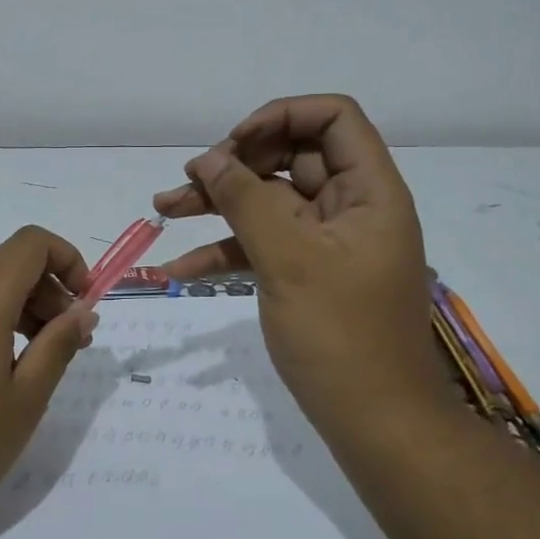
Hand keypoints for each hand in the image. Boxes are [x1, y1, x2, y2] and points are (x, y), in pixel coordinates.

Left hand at [0, 226, 97, 533]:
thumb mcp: (24, 399)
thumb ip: (58, 345)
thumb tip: (82, 311)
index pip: (33, 243)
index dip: (68, 260)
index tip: (85, 303)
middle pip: (10, 267)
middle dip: (49, 294)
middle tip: (70, 344)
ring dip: (21, 312)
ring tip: (37, 364)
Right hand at [154, 95, 451, 441]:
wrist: (376, 422)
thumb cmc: (341, 336)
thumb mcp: (288, 260)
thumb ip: (245, 200)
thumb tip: (207, 157)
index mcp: (368, 191)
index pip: (333, 118)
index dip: (282, 116)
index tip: (233, 144)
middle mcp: (350, 207)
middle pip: (292, 157)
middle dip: (236, 163)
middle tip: (191, 180)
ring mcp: (326, 243)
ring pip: (269, 202)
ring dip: (219, 203)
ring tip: (163, 207)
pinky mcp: (306, 274)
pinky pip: (263, 245)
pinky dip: (225, 251)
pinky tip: (179, 269)